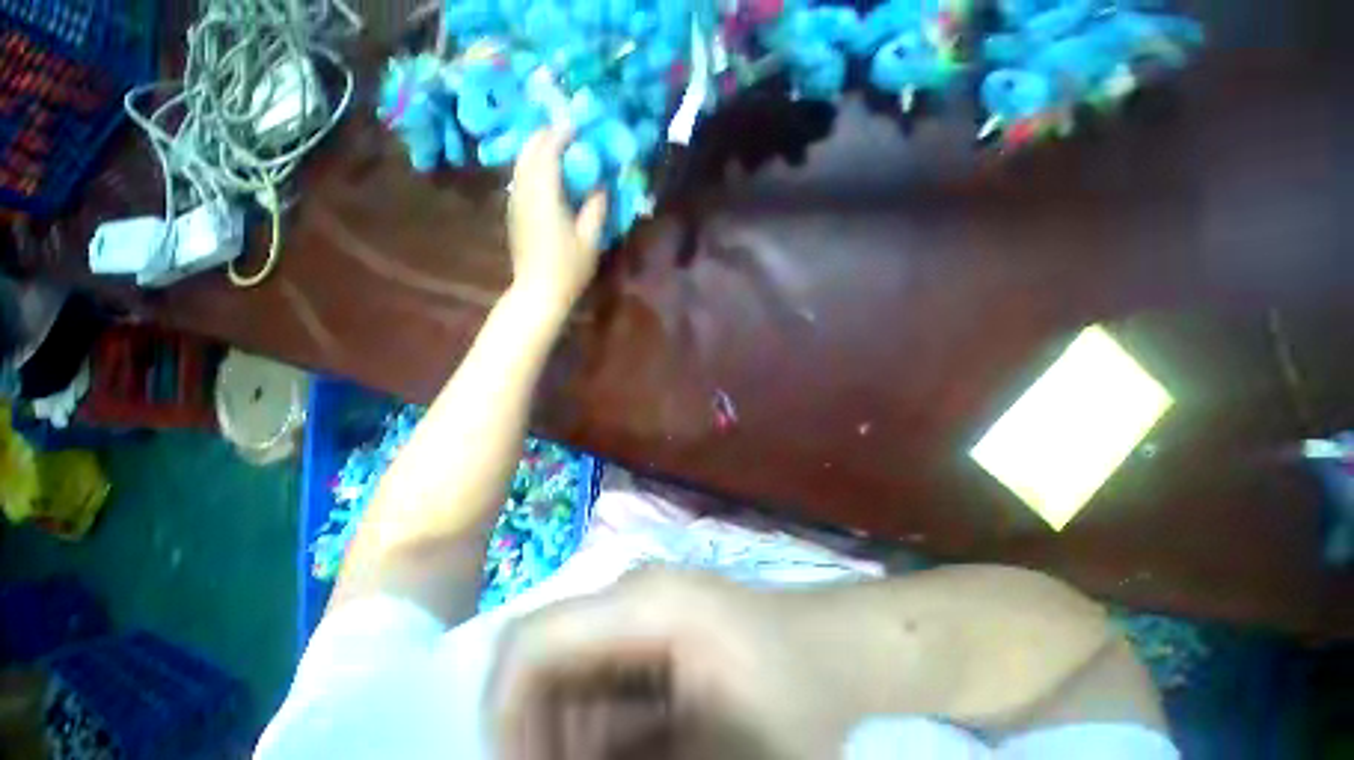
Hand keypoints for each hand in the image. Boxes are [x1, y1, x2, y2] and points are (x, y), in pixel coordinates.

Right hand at [488, 568, 875, 759]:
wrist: (834, 652)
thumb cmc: (790, 702)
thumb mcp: (714, 756)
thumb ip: (618, 759)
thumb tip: (559, 756)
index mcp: (641, 605)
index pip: (533, 641)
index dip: (504, 714)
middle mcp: (630, 593)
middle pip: (545, 661)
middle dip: (540, 736)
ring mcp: (641, 605)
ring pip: (568, 675)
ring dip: (571, 737)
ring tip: (632, 759)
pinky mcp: (652, 624)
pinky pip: (599, 679)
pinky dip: (599, 728)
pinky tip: (640, 749)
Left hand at [508, 129, 607, 312]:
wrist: (538, 291)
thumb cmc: (568, 268)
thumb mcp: (590, 239)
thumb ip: (596, 207)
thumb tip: (601, 184)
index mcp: (545, 195)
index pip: (548, 150)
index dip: (562, 134)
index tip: (579, 128)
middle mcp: (524, 191)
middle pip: (529, 150)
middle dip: (546, 135)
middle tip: (568, 134)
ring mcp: (514, 201)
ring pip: (521, 162)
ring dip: (537, 149)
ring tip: (558, 148)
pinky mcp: (513, 212)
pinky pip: (520, 177)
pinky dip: (532, 165)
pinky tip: (546, 173)